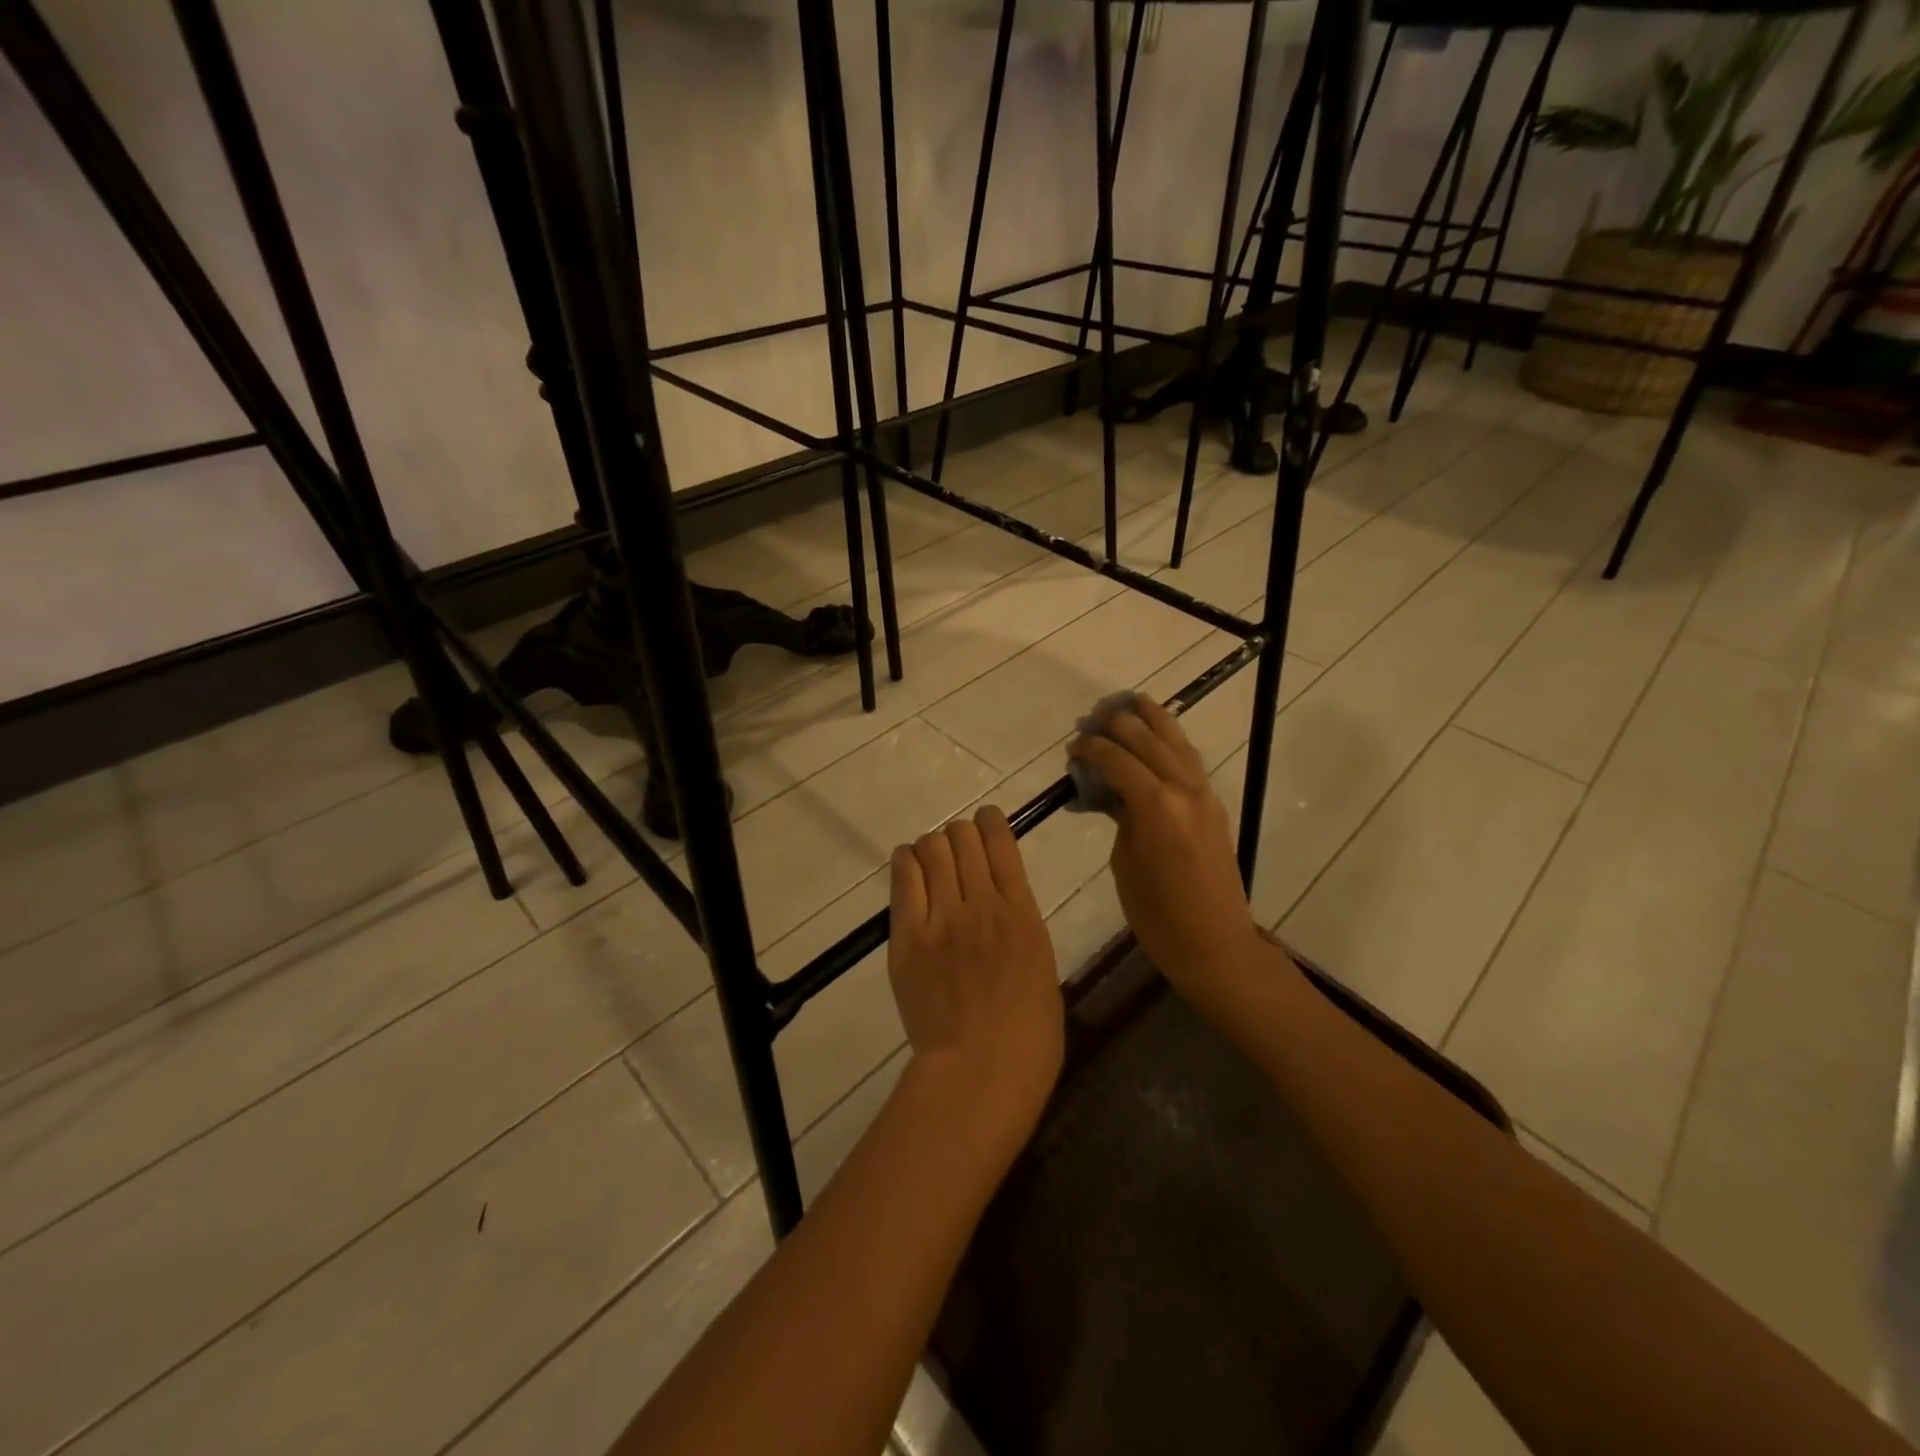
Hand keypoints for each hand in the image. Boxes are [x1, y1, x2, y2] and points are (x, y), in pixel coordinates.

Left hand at [888, 807, 1062, 1151]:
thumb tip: (1003, 904)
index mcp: (1021, 912)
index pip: (1000, 842)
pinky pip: (903, 879)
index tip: (986, 822)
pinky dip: (906, 862)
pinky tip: (909, 866)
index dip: (991, 822)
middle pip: (962, 838)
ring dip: (933, 846)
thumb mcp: (1042, 965)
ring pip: (931, 850)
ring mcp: (941, 918)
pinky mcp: (907, 937)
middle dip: (960, 834)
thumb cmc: (1029, 1033)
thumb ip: (1020, 925)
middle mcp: (980, 903)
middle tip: (957, 848)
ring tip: (932, 859)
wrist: (980, 1071)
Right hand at [1069, 696, 1264, 1000]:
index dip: (1092, 749)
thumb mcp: (1125, 863)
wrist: (1216, 944)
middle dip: (1119, 723)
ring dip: (1153, 720)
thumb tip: (1111, 792)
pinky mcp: (1213, 806)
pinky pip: (1189, 761)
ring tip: (1132, 701)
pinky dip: (1171, 741)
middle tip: (1094, 717)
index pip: (1118, 760)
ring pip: (1177, 742)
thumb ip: (1120, 817)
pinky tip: (1159, 737)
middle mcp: (1184, 790)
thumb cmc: (1159, 916)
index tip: (1073, 745)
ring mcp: (1204, 795)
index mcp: (1156, 806)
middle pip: (1148, 740)